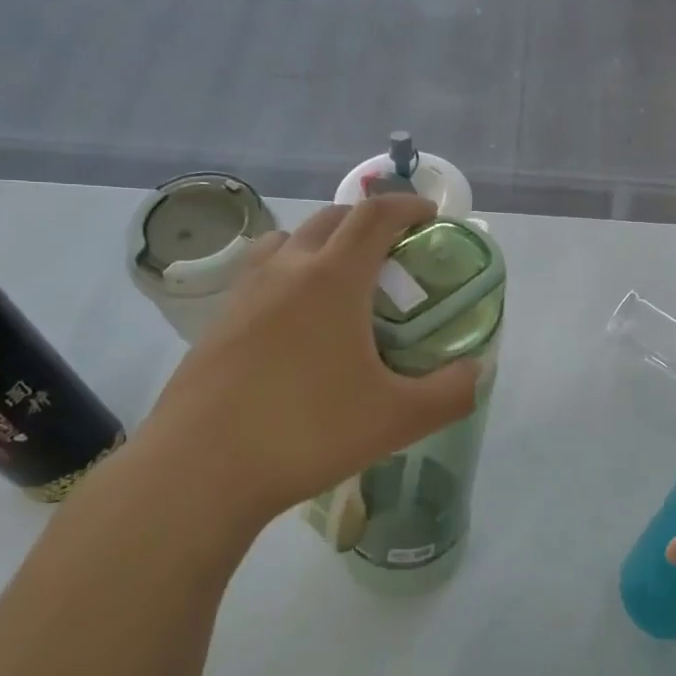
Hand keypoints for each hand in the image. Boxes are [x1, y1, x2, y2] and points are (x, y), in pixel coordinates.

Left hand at [132, 196, 479, 539]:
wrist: (198, 470)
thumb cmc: (306, 432)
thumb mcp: (398, 419)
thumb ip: (452, 392)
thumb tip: (477, 371)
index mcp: (333, 279)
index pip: (375, 215)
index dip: (407, 205)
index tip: (431, 215)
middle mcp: (286, 270)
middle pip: (331, 218)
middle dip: (368, 220)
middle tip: (395, 251)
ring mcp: (244, 294)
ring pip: (287, 241)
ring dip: (322, 241)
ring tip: (342, 279)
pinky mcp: (217, 323)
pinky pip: (260, 274)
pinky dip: (289, 274)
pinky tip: (296, 324)